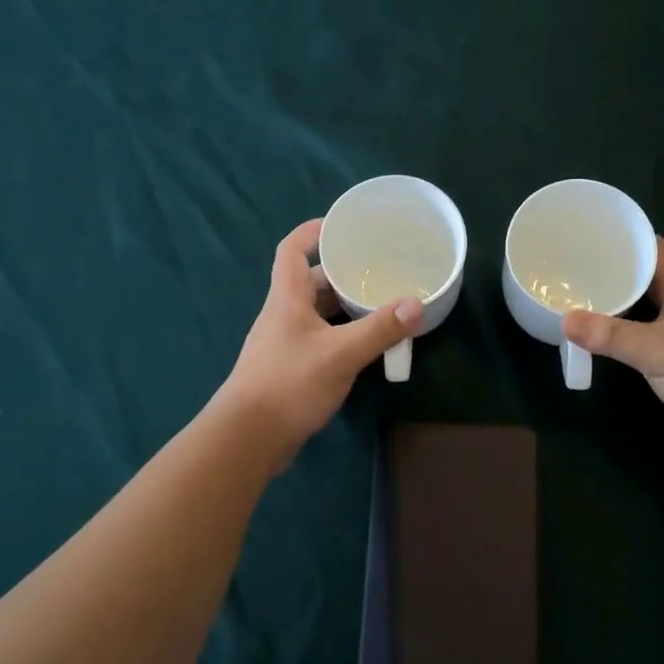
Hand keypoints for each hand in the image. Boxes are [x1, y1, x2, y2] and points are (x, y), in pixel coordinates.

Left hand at [218, 219, 421, 456]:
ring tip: (380, 301)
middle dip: (342, 271)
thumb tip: (416, 304)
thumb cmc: (289, 385)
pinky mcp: (290, 367)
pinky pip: (320, 337)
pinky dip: (342, 332)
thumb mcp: (340, 355)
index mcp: (287, 298)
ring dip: (344, 305)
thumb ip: (379, 330)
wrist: (247, 439)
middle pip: (311, 280)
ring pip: (318, 311)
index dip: (313, 231)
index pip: (292, 249)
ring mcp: (285, 342)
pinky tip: (365, 343)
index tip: (343, 224)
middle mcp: (283, 313)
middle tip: (378, 267)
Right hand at [562, 239, 663, 465]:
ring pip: (646, 309)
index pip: (656, 250)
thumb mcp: (656, 349)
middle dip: (615, 271)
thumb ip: (611, 335)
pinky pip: (646, 338)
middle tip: (576, 268)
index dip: (627, 239)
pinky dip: (625, 335)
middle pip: (647, 279)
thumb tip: (564, 320)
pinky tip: (604, 339)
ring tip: (581, 298)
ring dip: (619, 304)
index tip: (592, 235)